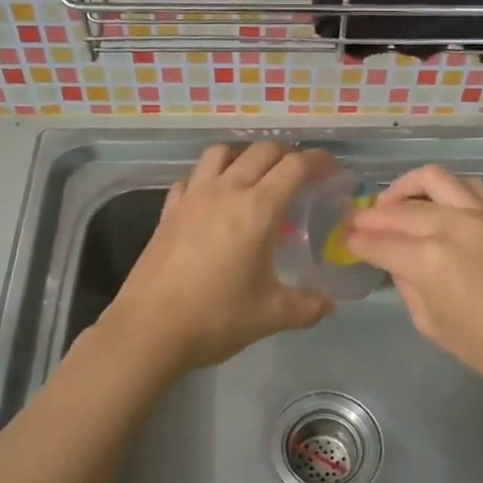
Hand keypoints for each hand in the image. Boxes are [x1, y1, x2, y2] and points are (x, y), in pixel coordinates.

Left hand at [101, 141, 337, 374]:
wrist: (149, 331)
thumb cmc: (216, 318)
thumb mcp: (272, 316)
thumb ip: (308, 306)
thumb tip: (329, 304)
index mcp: (257, 210)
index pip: (294, 167)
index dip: (318, 161)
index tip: (333, 169)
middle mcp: (224, 192)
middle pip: (260, 151)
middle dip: (286, 154)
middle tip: (301, 173)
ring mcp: (191, 198)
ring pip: (220, 154)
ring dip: (244, 156)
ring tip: (255, 178)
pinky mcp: (168, 212)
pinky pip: (191, 180)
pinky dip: (208, 180)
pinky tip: (212, 201)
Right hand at [344, 165, 482, 400]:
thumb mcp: (431, 324)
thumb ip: (407, 284)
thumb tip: (397, 261)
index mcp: (427, 259)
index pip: (377, 241)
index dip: (355, 240)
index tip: (344, 239)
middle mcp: (451, 224)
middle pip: (398, 209)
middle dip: (371, 216)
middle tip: (358, 222)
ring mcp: (482, 211)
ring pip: (432, 179)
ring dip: (405, 189)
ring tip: (395, 203)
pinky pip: (467, 186)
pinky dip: (444, 191)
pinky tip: (438, 205)